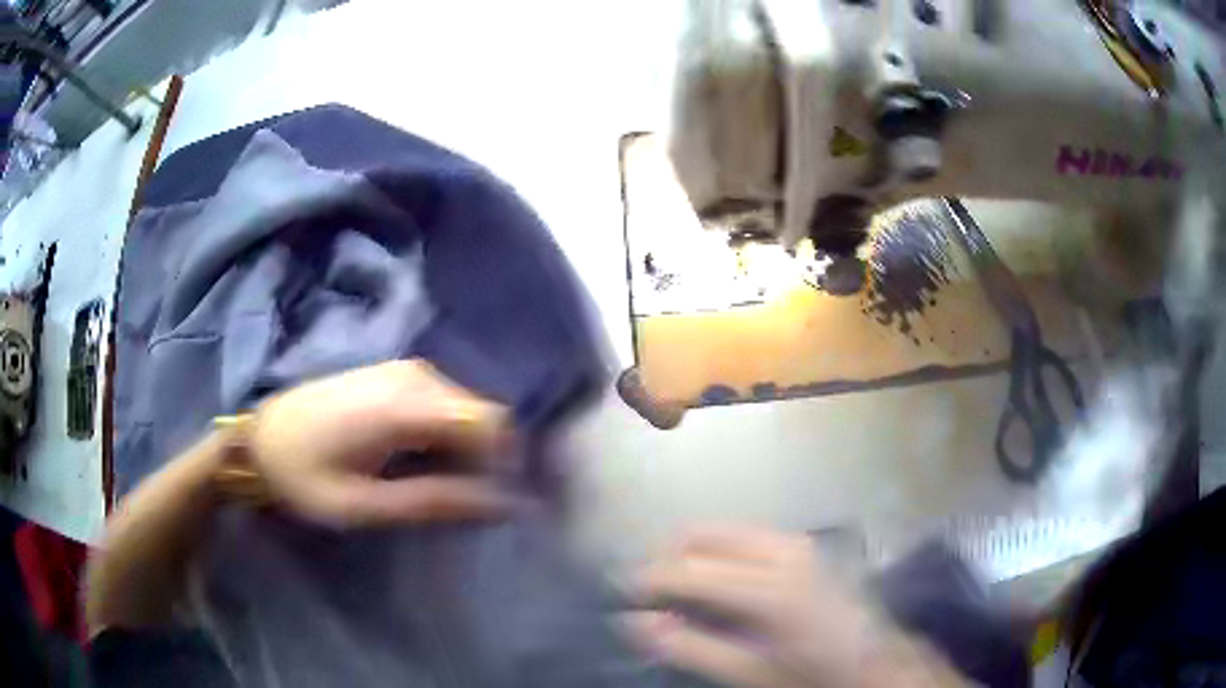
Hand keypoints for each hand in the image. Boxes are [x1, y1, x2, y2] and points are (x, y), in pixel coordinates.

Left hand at [247, 359, 511, 527]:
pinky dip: (449, 432)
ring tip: (445, 485)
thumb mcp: (363, 504)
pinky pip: (445, 401)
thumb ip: (432, 501)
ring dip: (468, 446)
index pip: (490, 422)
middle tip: (471, 501)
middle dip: (489, 457)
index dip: (507, 461)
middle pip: (482, 413)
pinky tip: (424, 459)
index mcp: (404, 406)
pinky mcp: (395, 373)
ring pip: (466, 406)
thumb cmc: (305, 475)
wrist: (259, 436)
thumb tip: (499, 503)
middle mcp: (414, 376)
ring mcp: (404, 369)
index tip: (500, 500)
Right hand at [627, 527, 965, 687]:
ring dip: (690, 554)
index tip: (621, 595)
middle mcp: (781, 551)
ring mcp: (793, 542)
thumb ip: (691, 647)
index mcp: (769, 588)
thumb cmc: (810, 673)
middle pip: (701, 536)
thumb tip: (636, 623)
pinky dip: (716, 553)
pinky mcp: (799, 544)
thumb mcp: (748, 673)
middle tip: (647, 596)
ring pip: (720, 531)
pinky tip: (713, 584)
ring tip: (675, 591)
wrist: (870, 659)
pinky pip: (742, 536)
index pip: (689, 570)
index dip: (649, 579)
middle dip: (666, 560)